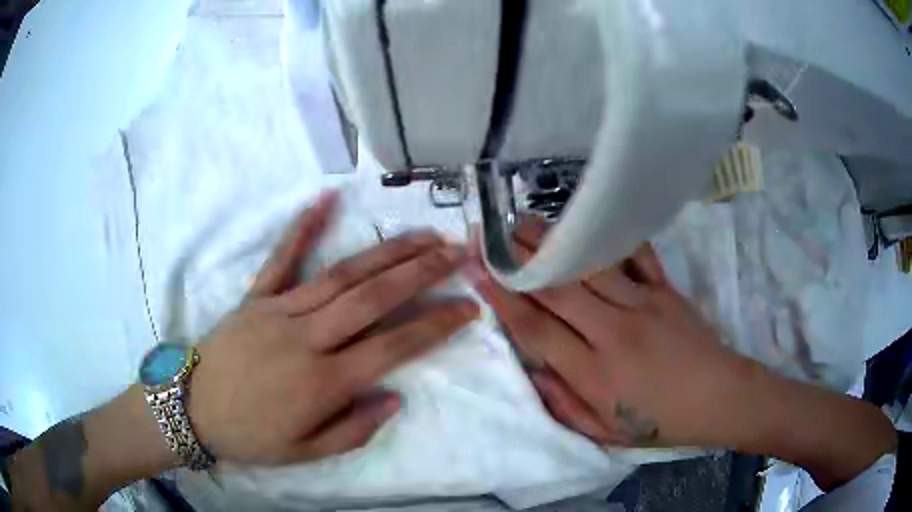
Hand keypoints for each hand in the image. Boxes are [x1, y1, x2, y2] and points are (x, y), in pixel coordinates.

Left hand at [189, 191, 479, 464]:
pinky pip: (282, 258)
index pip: (394, 347)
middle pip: (373, 297)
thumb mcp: (306, 453)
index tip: (468, 308)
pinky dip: (303, 226)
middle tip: (457, 251)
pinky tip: (326, 198)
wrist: (192, 409)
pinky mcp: (256, 297)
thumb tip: (394, 398)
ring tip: (422, 234)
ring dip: (386, 252)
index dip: (436, 326)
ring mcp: (279, 310)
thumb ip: (354, 430)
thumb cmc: (251, 437)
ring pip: (341, 274)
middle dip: (422, 272)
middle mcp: (307, 338)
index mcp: (323, 381)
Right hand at [471, 220, 772, 447]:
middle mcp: (612, 333)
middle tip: (490, 232)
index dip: (501, 297)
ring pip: (588, 266)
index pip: (536, 329)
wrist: (718, 398)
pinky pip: (635, 256)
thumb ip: (563, 404)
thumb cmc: (659, 422)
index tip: (478, 270)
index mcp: (593, 375)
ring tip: (522, 222)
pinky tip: (588, 223)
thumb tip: (533, 371)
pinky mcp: (665, 290)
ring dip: (551, 241)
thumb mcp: (604, 433)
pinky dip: (610, 238)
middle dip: (517, 258)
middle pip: (556, 288)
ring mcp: (642, 305)